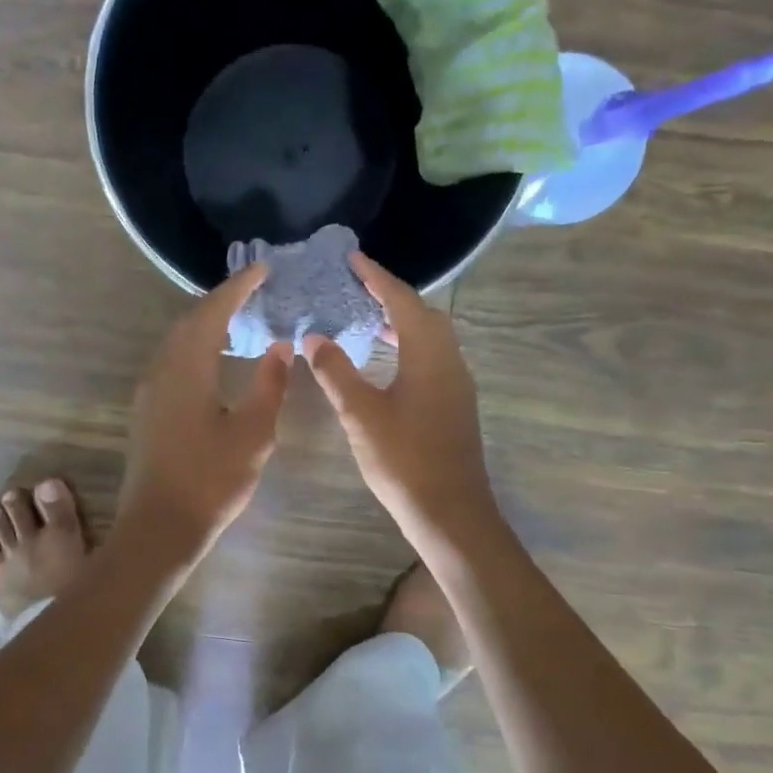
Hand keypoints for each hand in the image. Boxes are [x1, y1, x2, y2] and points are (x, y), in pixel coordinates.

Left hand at [116, 264, 291, 559]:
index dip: (238, 287)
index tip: (263, 269)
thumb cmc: (211, 479)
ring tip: (238, 318)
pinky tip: (214, 359)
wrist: (159, 527)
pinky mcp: (147, 409)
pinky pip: (172, 360)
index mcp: (187, 367)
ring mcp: (149, 390)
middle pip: (190, 320)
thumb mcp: (253, 432)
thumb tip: (280, 347)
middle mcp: (162, 369)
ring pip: (177, 340)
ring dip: (206, 323)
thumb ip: (269, 384)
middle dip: (221, 300)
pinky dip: (195, 346)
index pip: (213, 311)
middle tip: (253, 290)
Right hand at [304, 253, 497, 553]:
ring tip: (367, 319)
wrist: (451, 513)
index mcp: (429, 355)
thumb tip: (315, 338)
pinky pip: (433, 357)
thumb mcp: (360, 415)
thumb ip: (336, 372)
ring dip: (402, 321)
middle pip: (423, 314)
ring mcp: (457, 384)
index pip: (402, 302)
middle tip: (357, 288)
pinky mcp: (456, 404)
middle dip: (391, 296)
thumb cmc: (404, 460)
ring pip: (431, 337)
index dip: (377, 278)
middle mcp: (450, 361)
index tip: (353, 259)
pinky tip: (387, 362)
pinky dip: (409, 345)